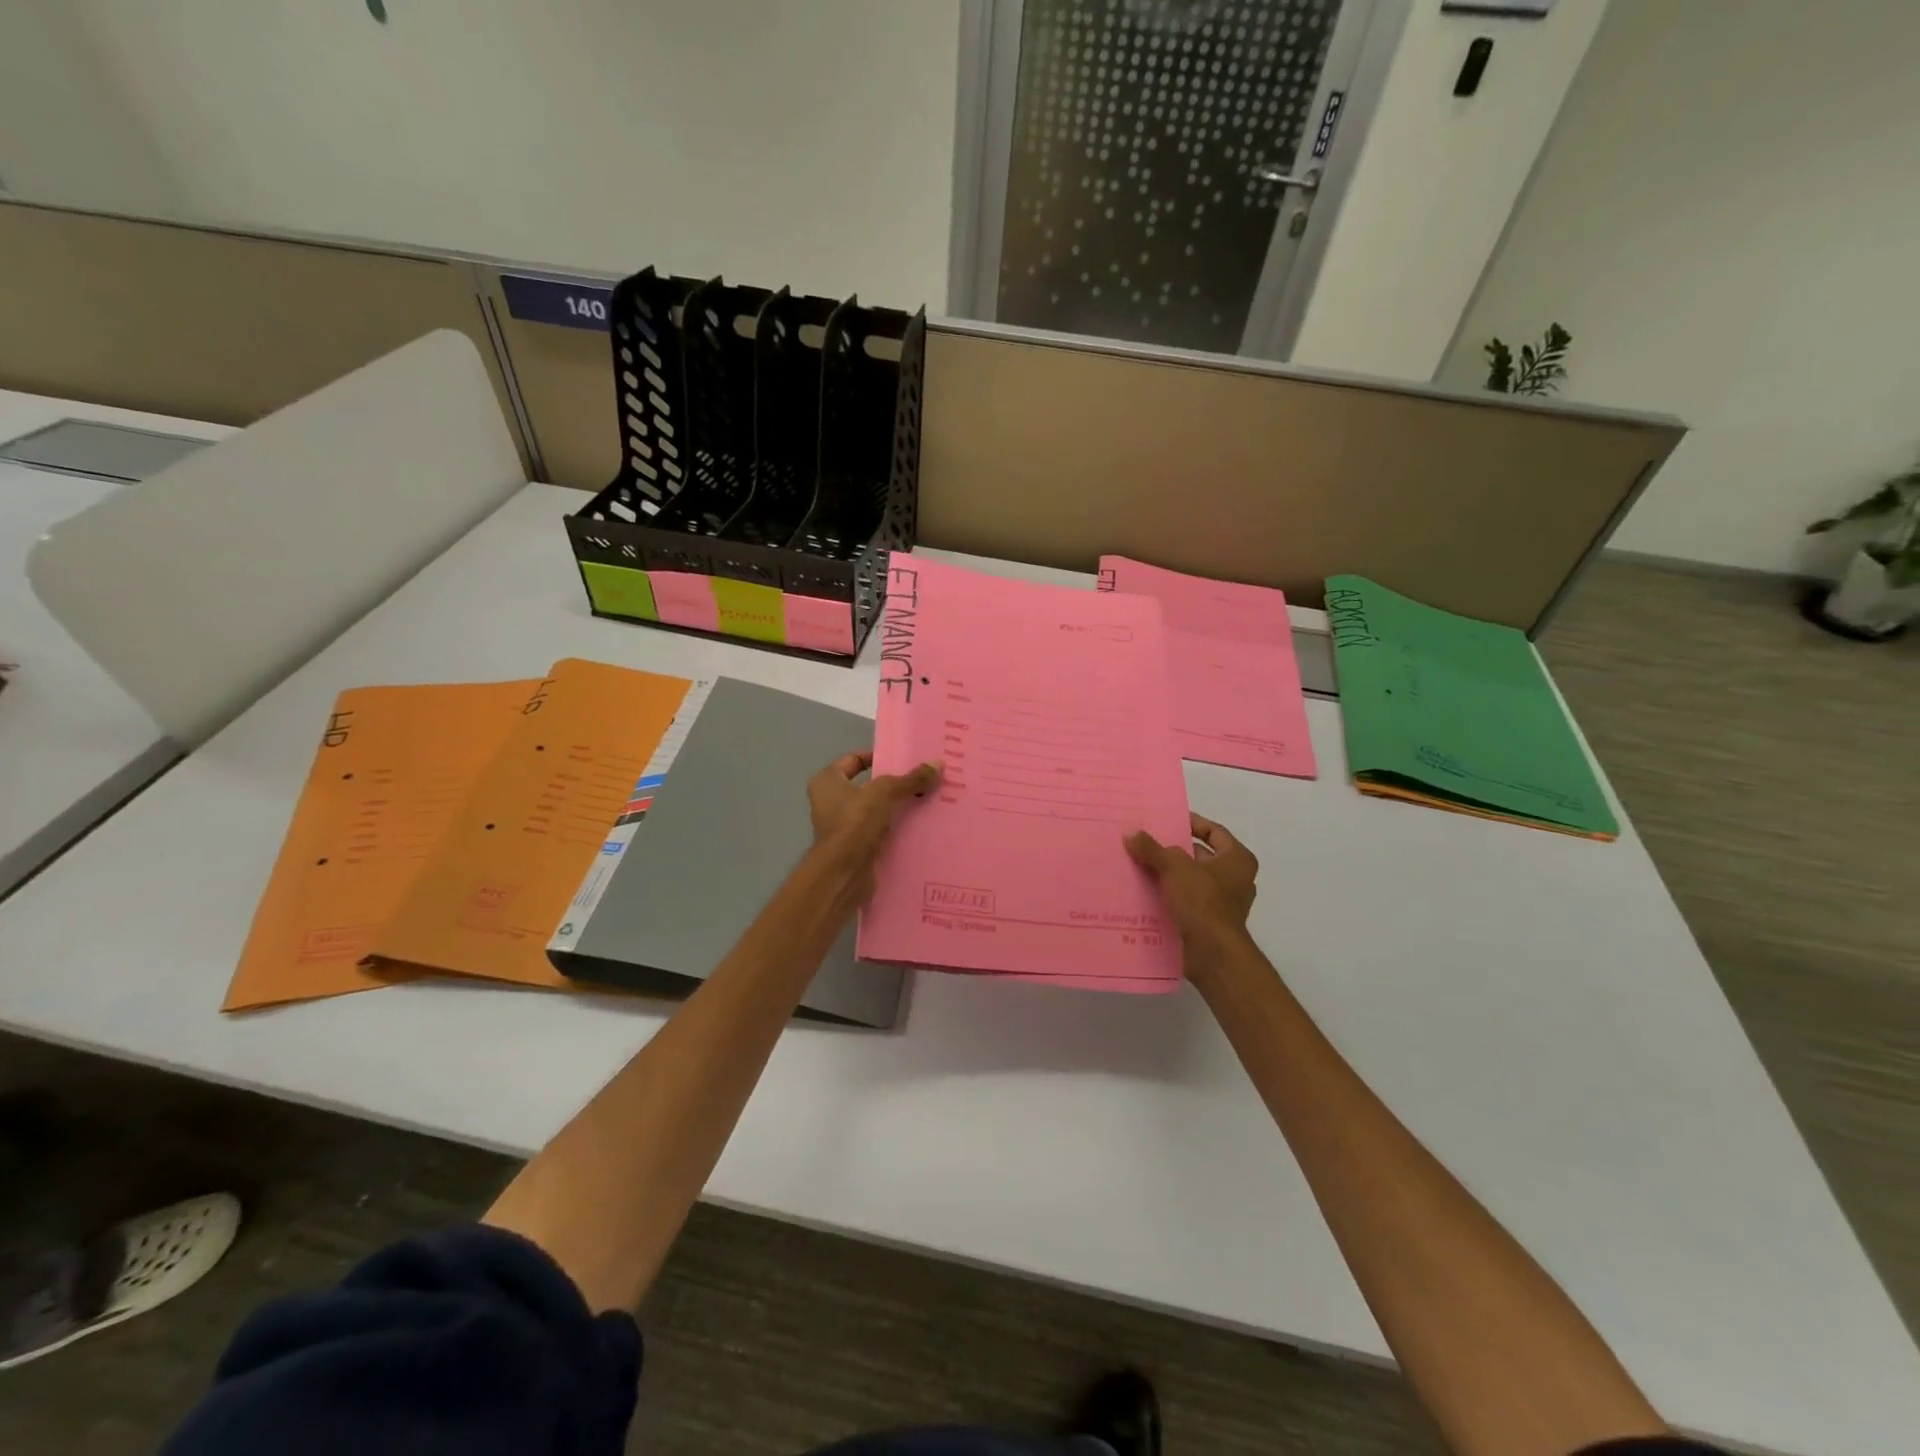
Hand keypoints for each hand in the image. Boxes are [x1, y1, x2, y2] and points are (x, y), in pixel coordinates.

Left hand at [806, 751, 939, 902]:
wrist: (844, 874)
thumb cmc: (855, 823)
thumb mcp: (885, 792)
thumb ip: (911, 779)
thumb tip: (938, 763)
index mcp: (827, 782)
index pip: (853, 760)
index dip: (877, 757)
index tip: (904, 761)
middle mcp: (831, 802)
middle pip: (868, 786)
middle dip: (894, 784)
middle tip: (923, 780)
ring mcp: (843, 827)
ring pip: (876, 810)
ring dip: (897, 808)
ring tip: (927, 801)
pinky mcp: (856, 848)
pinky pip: (880, 832)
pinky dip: (896, 829)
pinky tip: (920, 826)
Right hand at [1125, 813, 1258, 968]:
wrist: (1212, 954)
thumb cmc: (1202, 901)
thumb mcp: (1174, 867)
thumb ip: (1152, 848)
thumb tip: (1131, 833)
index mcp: (1237, 859)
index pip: (1214, 831)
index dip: (1191, 823)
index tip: (1166, 820)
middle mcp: (1235, 879)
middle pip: (1200, 856)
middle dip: (1173, 850)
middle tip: (1145, 841)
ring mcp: (1223, 902)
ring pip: (1190, 879)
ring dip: (1168, 874)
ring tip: (1138, 864)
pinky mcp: (1209, 921)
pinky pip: (1186, 900)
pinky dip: (1169, 895)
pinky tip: (1144, 891)